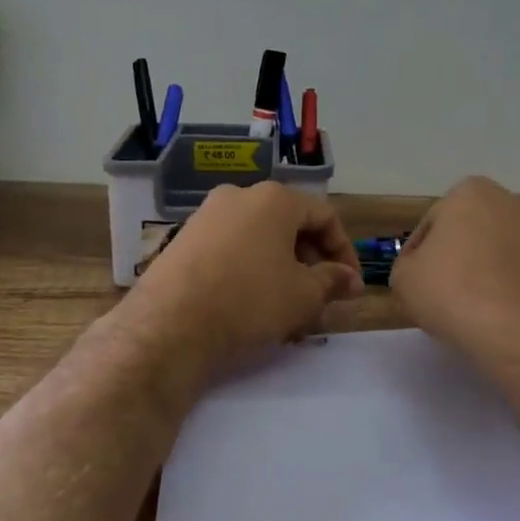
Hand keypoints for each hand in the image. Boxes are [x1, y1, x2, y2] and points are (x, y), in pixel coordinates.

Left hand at [127, 181, 363, 375]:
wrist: (169, 324)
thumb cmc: (249, 300)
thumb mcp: (303, 295)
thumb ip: (332, 281)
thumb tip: (350, 279)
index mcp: (274, 199)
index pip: (324, 216)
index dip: (344, 251)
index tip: (349, 285)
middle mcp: (239, 196)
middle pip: (290, 225)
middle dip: (311, 263)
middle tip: (320, 299)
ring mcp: (207, 216)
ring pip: (260, 240)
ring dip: (282, 271)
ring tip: (288, 311)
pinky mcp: (184, 240)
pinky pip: (231, 249)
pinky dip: (251, 271)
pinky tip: (253, 307)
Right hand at [390, 176, 519, 359]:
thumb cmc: (458, 294)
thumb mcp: (404, 281)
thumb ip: (407, 266)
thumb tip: (423, 270)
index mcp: (471, 193)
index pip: (432, 226)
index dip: (419, 258)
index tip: (418, 286)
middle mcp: (513, 201)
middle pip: (472, 234)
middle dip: (460, 259)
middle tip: (445, 297)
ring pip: (503, 254)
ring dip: (490, 274)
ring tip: (477, 312)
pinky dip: (516, 292)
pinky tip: (505, 319)